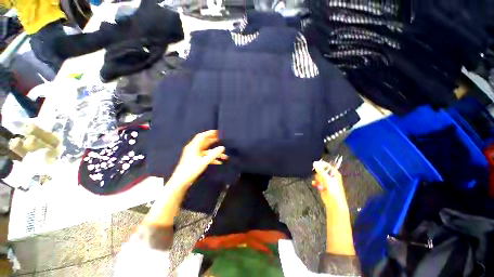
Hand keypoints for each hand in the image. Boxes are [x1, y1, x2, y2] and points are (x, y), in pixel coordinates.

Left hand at [169, 130, 227, 188]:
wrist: (181, 181)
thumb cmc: (191, 169)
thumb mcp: (204, 161)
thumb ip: (214, 154)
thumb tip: (223, 147)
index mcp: (193, 146)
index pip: (202, 136)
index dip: (209, 133)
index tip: (217, 132)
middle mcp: (194, 149)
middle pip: (204, 142)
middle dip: (213, 140)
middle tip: (221, 139)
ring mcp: (195, 155)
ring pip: (206, 151)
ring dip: (214, 152)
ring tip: (223, 153)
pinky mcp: (196, 160)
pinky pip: (205, 157)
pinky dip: (211, 158)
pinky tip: (219, 162)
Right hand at [312, 160, 348, 209]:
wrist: (334, 202)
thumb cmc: (334, 190)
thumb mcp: (327, 179)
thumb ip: (321, 171)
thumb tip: (315, 163)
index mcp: (334, 173)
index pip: (327, 165)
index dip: (321, 164)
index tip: (315, 164)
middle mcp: (330, 176)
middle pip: (321, 170)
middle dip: (319, 173)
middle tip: (320, 177)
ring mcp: (326, 181)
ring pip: (318, 176)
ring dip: (318, 179)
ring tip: (321, 184)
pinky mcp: (322, 185)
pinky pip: (316, 181)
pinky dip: (316, 183)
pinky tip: (315, 184)